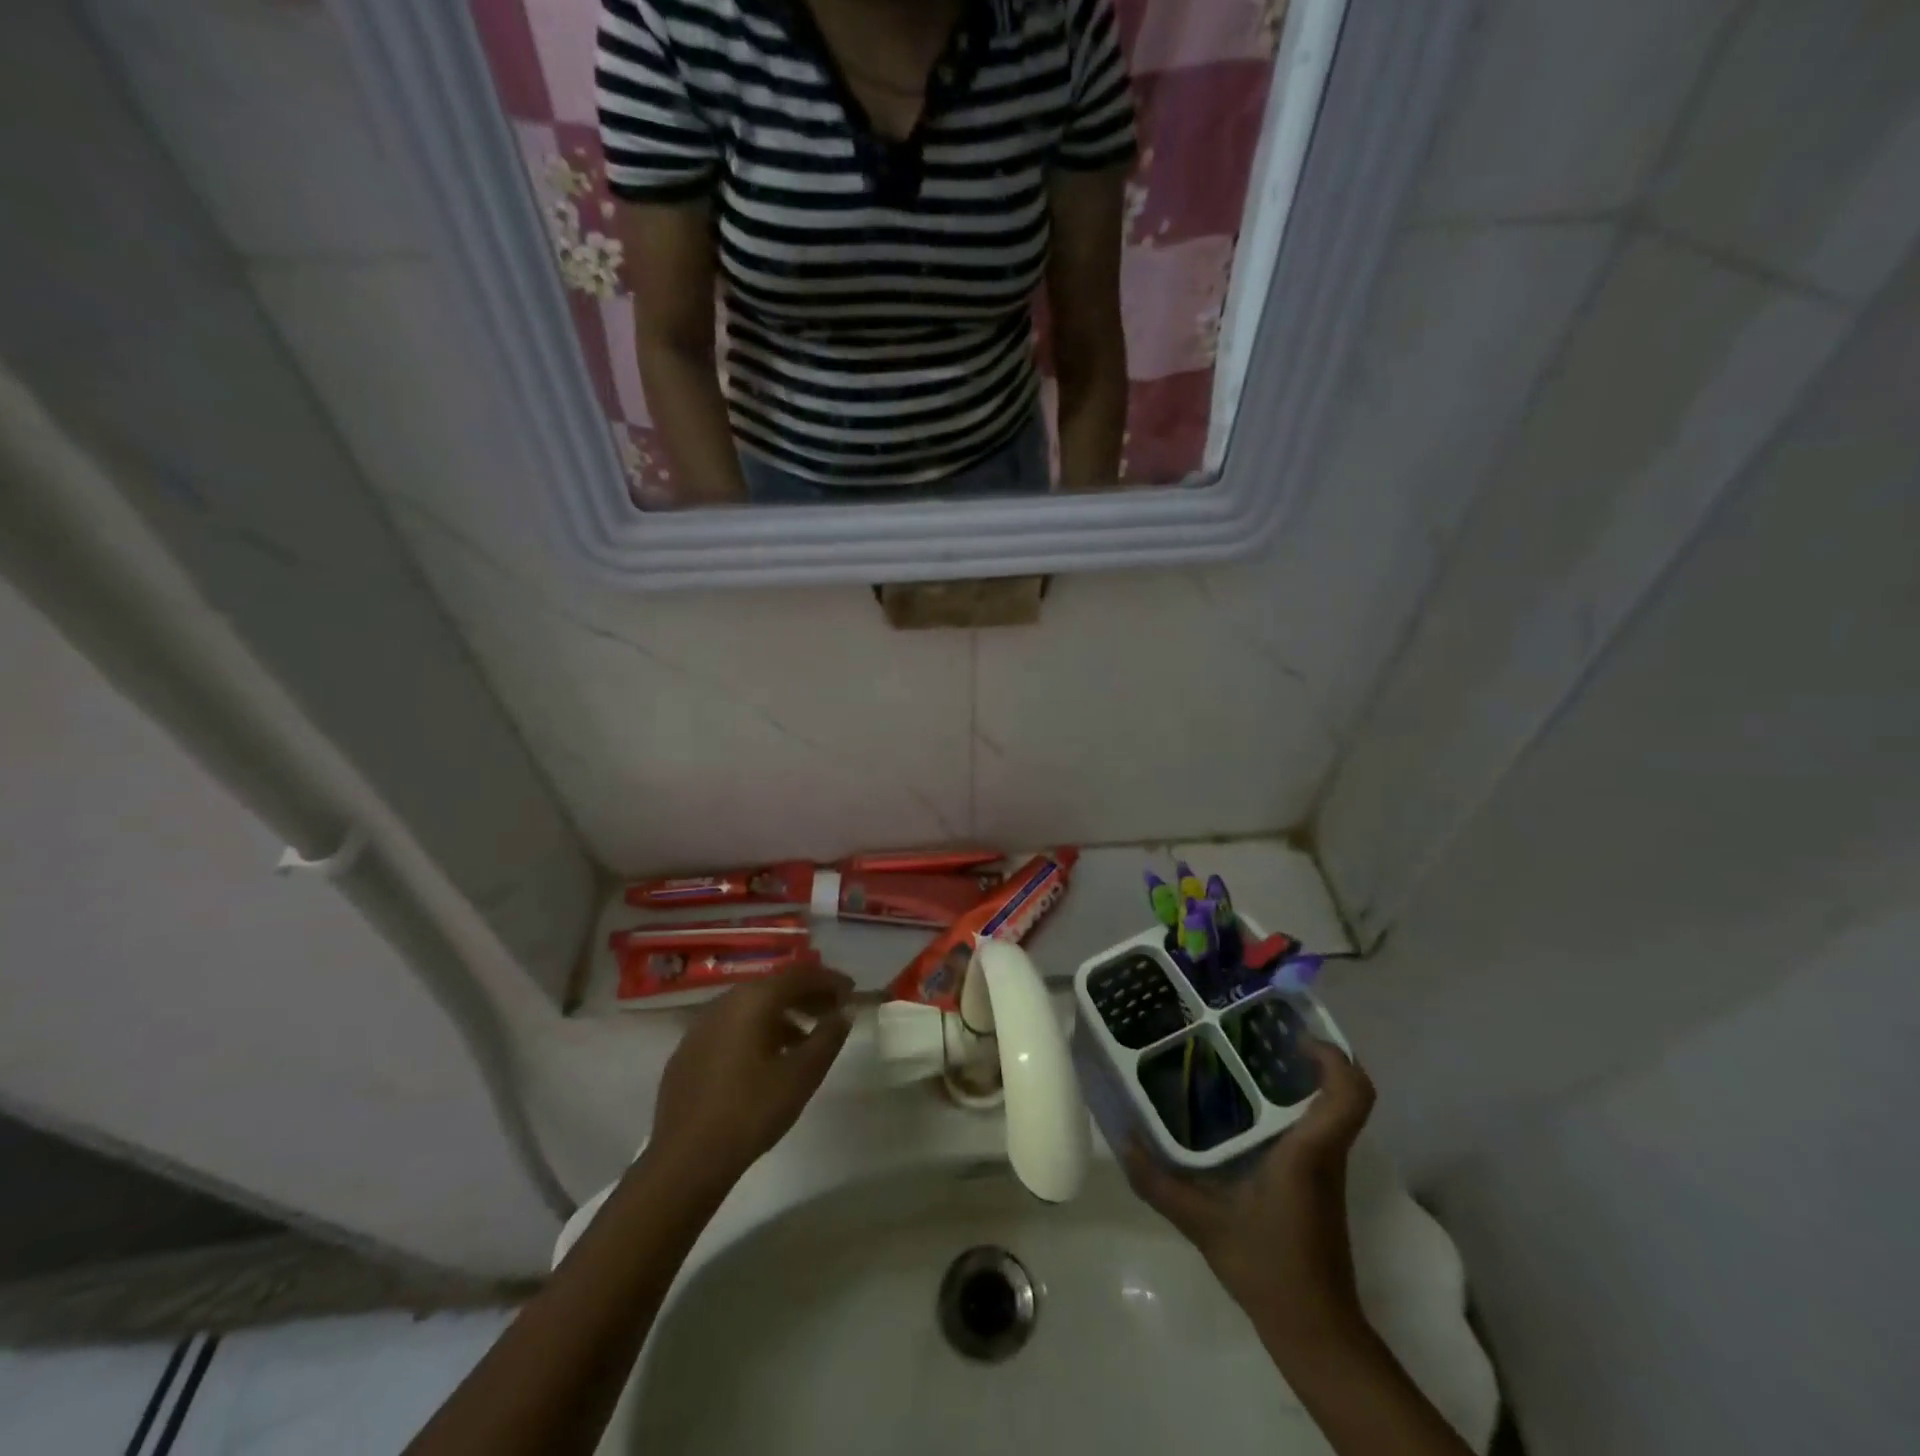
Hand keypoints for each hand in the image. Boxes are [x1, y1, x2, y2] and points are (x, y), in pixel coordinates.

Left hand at [647, 963, 854, 1196]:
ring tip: (805, 1039)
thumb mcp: (802, 1075)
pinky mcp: (688, 1052)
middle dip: (806, 995)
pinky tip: (766, 1060)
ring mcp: (701, 1026)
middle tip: (832, 1013)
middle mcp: (724, 1002)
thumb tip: (843, 1012)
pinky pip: (731, 1027)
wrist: (685, 1160)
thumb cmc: (751, 1111)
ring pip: (750, 1007)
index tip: (852, 992)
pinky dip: (756, 1031)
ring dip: (782, 1015)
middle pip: (773, 987)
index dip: (829, 980)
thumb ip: (828, 1037)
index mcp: (753, 1000)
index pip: (799, 974)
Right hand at [1125, 1038, 1375, 1343]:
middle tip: (1257, 1032)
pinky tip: (1246, 1107)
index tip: (1294, 1034)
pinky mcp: (1318, 1182)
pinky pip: (1316, 1127)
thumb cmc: (1268, 1267)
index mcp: (1309, 1151)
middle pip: (1342, 1091)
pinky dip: (1292, 1105)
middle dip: (1308, 1055)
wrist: (1315, 1330)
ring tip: (1246, 1056)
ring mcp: (1325, 1168)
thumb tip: (1122, 1141)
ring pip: (1330, 1108)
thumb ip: (1159, 1183)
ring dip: (1301, 1079)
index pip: (1350, 1094)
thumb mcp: (1203, 1223)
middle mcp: (1325, 1152)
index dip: (1333, 1056)